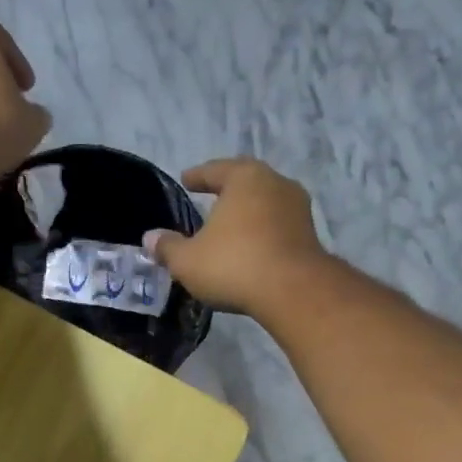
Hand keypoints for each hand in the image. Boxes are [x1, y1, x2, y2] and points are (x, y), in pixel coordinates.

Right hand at [145, 158, 327, 315]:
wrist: (293, 291)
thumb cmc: (234, 265)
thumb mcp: (188, 260)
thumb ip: (168, 247)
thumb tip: (150, 237)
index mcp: (244, 178)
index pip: (216, 170)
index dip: (198, 176)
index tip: (186, 180)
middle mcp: (275, 183)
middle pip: (246, 182)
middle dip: (228, 190)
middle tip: (211, 196)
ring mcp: (298, 208)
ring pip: (265, 203)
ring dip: (248, 212)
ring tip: (231, 224)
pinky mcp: (310, 235)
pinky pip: (278, 226)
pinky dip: (263, 232)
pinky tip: (252, 246)